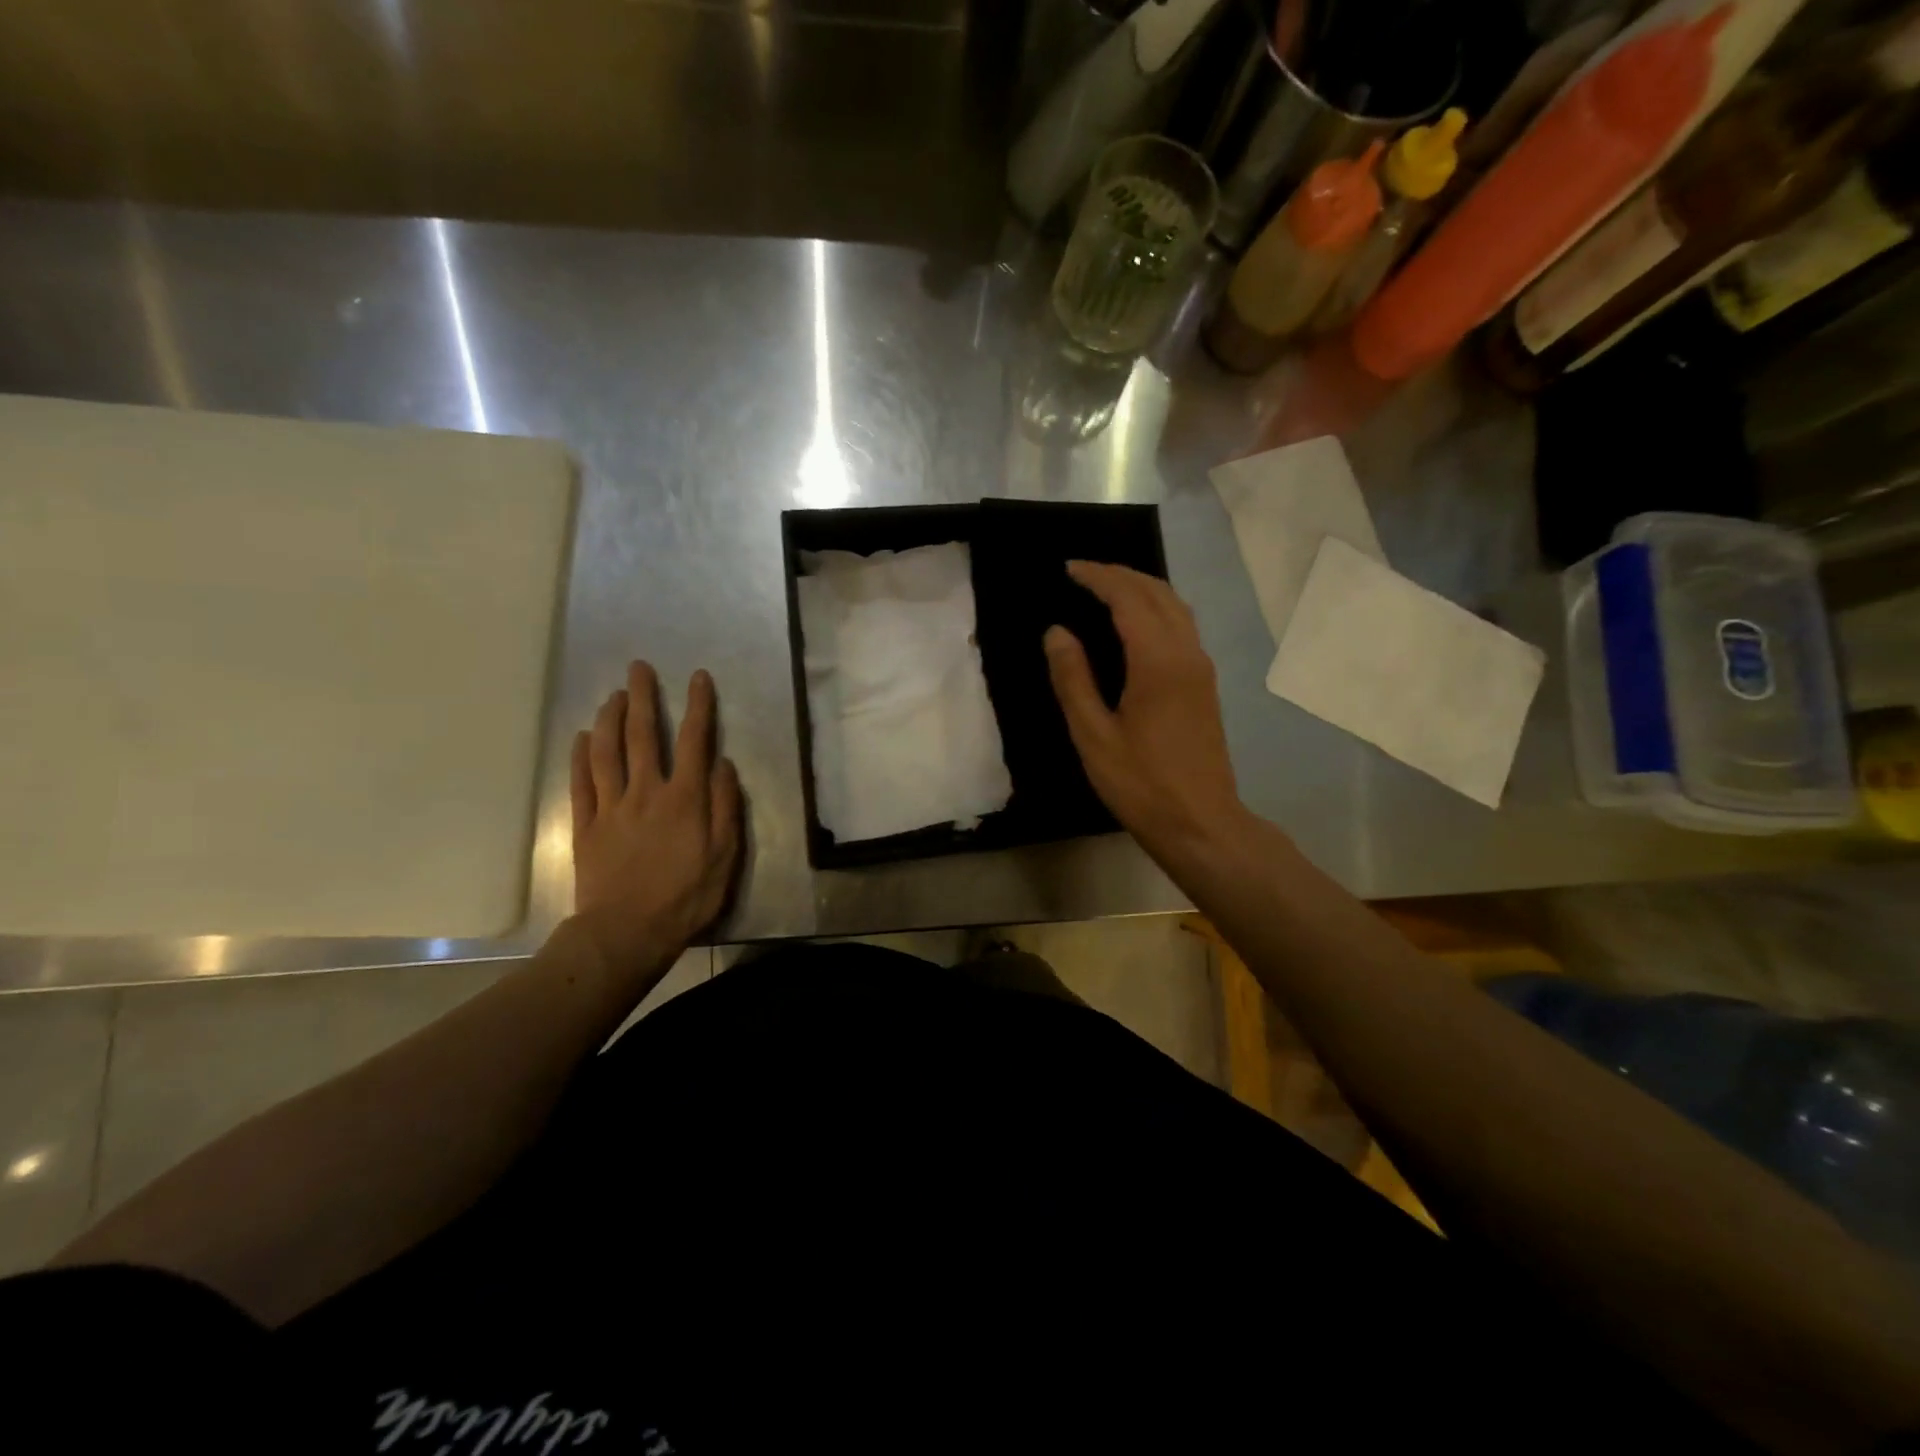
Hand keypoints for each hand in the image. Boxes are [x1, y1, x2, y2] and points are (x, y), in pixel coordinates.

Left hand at [569, 661, 742, 979]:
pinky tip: (582, 738)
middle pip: (643, 736)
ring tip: (612, 695)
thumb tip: (722, 764)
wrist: (627, 932)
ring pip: (607, 753)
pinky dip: (580, 757)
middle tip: (638, 668)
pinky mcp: (585, 826)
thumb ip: (725, 806)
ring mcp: (611, 807)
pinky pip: (580, 783)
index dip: (698, 706)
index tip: (697, 677)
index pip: (694, 741)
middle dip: (643, 698)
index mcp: (685, 798)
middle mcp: (646, 792)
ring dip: (609, 719)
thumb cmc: (686, 896)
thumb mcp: (725, 855)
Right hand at [1044, 562, 1251, 866]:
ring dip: (1142, 588)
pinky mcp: (1205, 684)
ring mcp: (1202, 668)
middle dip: (1120, 575)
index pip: (1128, 598)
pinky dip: (1156, 609)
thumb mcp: (1093, 736)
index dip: (1098, 577)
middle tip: (1082, 573)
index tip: (1068, 568)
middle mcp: (1186, 653)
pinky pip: (1182, 626)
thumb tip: (1057, 631)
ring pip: (1176, 607)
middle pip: (1157, 593)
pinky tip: (1136, 623)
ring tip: (1106, 588)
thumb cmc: (1141, 784)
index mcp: (1158, 661)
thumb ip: (1073, 679)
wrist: (1200, 822)